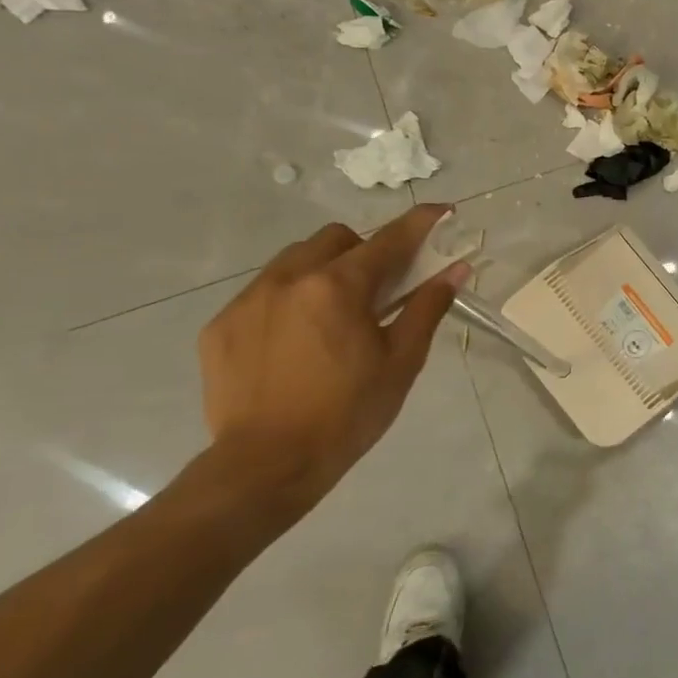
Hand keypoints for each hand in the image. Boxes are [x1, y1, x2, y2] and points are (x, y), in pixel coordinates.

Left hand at [196, 205, 468, 515]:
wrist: (266, 466)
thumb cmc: (348, 414)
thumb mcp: (401, 362)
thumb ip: (427, 307)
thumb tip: (456, 269)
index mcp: (339, 287)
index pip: (389, 240)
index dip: (420, 223)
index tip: (442, 211)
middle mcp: (289, 278)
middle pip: (336, 239)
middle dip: (363, 251)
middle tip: (378, 289)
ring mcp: (248, 299)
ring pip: (293, 260)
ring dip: (322, 271)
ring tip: (332, 316)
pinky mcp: (221, 325)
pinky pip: (262, 292)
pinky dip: (288, 301)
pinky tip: (294, 343)